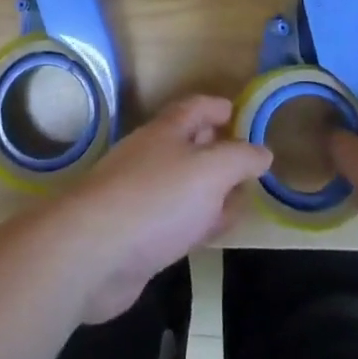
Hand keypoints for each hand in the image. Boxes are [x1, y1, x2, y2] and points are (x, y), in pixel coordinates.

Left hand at [50, 96, 270, 322]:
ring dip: (211, 191)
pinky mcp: (137, 233)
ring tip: (239, 202)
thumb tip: (263, 151)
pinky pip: (176, 219)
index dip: (218, 107)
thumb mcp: (210, 171)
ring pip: (185, 185)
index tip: (240, 113)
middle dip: (218, 151)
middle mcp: (152, 156)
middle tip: (248, 163)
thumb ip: (240, 159)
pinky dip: (197, 221)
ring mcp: (141, 194)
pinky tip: (210, 233)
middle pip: (190, 145)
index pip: (196, 107)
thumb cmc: (157, 199)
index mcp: (167, 131)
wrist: (94, 251)